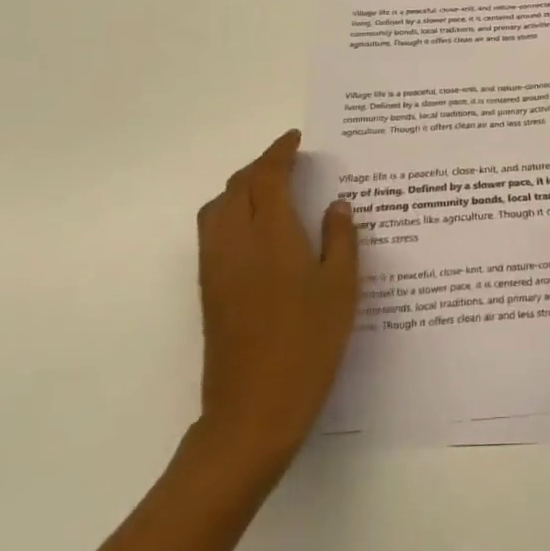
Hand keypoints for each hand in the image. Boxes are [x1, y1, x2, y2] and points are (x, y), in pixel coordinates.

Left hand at [193, 130, 357, 476]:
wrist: (253, 411)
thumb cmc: (308, 344)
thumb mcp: (341, 288)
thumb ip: (340, 239)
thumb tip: (337, 205)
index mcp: (270, 234)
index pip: (267, 177)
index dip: (280, 152)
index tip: (296, 139)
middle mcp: (235, 242)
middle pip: (236, 187)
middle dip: (260, 166)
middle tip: (289, 162)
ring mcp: (216, 267)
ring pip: (218, 208)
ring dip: (240, 188)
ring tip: (271, 190)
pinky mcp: (208, 290)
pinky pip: (213, 232)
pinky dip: (231, 213)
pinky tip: (258, 230)